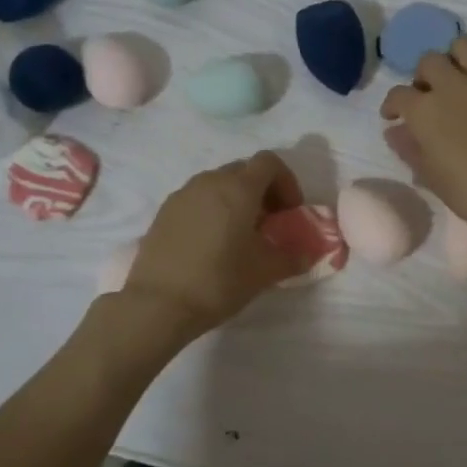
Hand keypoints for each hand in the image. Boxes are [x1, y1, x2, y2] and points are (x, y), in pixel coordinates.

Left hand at [119, 152, 310, 336]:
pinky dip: (212, 210)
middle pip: (243, 171)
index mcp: (239, 188)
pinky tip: (211, 244)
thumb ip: (293, 257)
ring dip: (236, 200)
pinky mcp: (164, 212)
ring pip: (218, 184)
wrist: (158, 304)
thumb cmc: (219, 281)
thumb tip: (309, 254)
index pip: (269, 163)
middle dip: (262, 191)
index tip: (290, 212)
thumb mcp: (265, 272)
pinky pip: (197, 200)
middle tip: (269, 223)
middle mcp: (210, 181)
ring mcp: (183, 194)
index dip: (287, 182)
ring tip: (239, 235)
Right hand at [380, 38, 466, 239]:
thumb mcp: (431, 176)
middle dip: (422, 76)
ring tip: (457, 78)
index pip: (398, 95)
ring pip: (461, 46)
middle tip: (428, 95)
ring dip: (453, 59)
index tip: (393, 117)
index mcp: (424, 110)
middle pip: (428, 61)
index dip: (392, 106)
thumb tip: (395, 132)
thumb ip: (409, 149)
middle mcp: (451, 84)